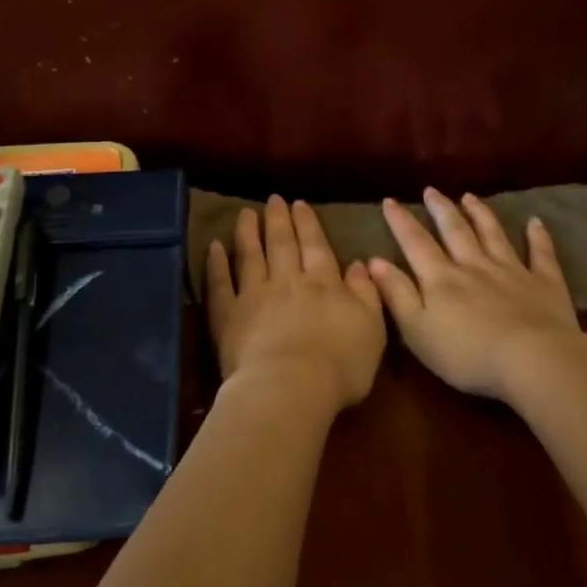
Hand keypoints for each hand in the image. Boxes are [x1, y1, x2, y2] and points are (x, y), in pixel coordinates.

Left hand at [205, 196, 386, 410]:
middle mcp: (288, 281)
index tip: (299, 204)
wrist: (291, 387)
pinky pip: (220, 283)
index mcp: (324, 284)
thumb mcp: (372, 329)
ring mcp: (255, 296)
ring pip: (250, 255)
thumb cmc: (340, 365)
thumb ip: (366, 294)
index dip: (308, 224)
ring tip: (246, 213)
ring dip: (248, 232)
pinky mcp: (229, 315)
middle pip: (282, 244)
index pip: (316, 246)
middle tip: (273, 199)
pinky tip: (214, 247)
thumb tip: (359, 264)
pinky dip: (217, 263)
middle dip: (278, 220)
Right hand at [370, 189, 582, 400]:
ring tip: (469, 197)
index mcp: (441, 279)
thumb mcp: (417, 330)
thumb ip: (396, 294)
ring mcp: (512, 271)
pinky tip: (535, 222)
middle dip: (441, 210)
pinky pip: (541, 254)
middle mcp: (474, 266)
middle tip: (431, 190)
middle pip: (455, 231)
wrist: (532, 360)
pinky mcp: (544, 283)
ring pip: (493, 235)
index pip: (416, 244)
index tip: (390, 201)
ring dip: (480, 214)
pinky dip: (538, 236)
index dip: (401, 222)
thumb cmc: (466, 354)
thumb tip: (374, 261)